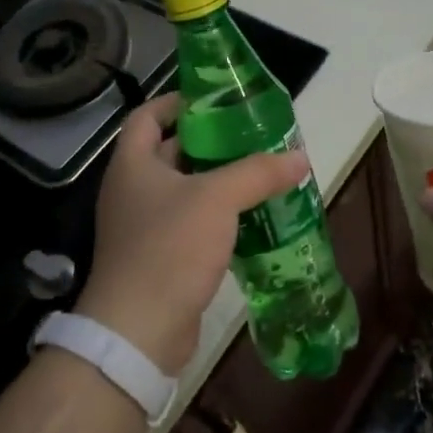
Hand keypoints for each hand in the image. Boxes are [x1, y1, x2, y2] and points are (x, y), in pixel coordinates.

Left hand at [80, 94, 308, 375]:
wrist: (139, 332)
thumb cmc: (169, 248)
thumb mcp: (217, 199)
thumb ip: (258, 173)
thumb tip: (300, 156)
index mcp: (133, 164)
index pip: (148, 116)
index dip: (178, 102)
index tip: (216, 100)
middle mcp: (132, 190)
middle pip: (172, 151)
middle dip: (211, 143)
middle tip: (254, 137)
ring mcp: (144, 227)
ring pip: (186, 191)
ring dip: (219, 182)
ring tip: (262, 173)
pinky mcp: (160, 258)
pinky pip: (192, 225)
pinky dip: (219, 217)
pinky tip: (253, 218)